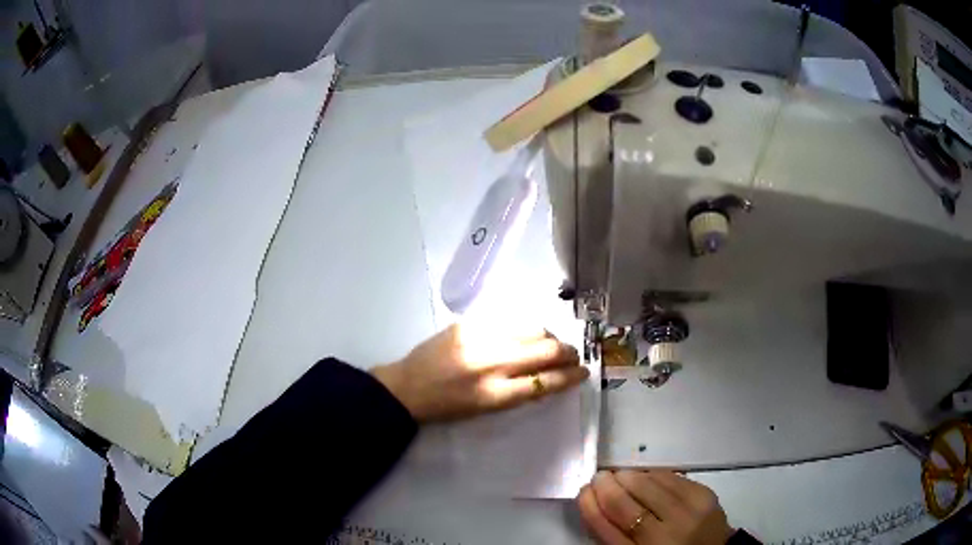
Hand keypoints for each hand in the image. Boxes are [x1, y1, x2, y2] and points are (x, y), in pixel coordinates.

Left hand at [371, 323, 587, 422]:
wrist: (408, 386)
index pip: (546, 382)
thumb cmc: (448, 407)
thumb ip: (518, 391)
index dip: (571, 377)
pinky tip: (525, 335)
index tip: (584, 372)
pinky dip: (525, 330)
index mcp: (496, 394)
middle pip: (546, 351)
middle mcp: (492, 364)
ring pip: (532, 330)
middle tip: (573, 356)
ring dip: (549, 338)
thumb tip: (548, 375)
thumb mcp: (486, 409)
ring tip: (551, 344)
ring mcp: (481, 339)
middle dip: (568, 353)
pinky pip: (510, 321)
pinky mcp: (469, 323)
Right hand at [578, 470, 733, 544]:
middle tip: (599, 477)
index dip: (590, 506)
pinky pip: (671, 477)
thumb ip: (614, 535)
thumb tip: (594, 499)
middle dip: (606, 486)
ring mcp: (688, 514)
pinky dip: (652, 474)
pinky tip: (645, 475)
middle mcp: (664, 538)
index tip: (582, 491)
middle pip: (625, 505)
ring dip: (628, 476)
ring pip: (648, 485)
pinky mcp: (705, 496)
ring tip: (619, 474)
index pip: (605, 529)